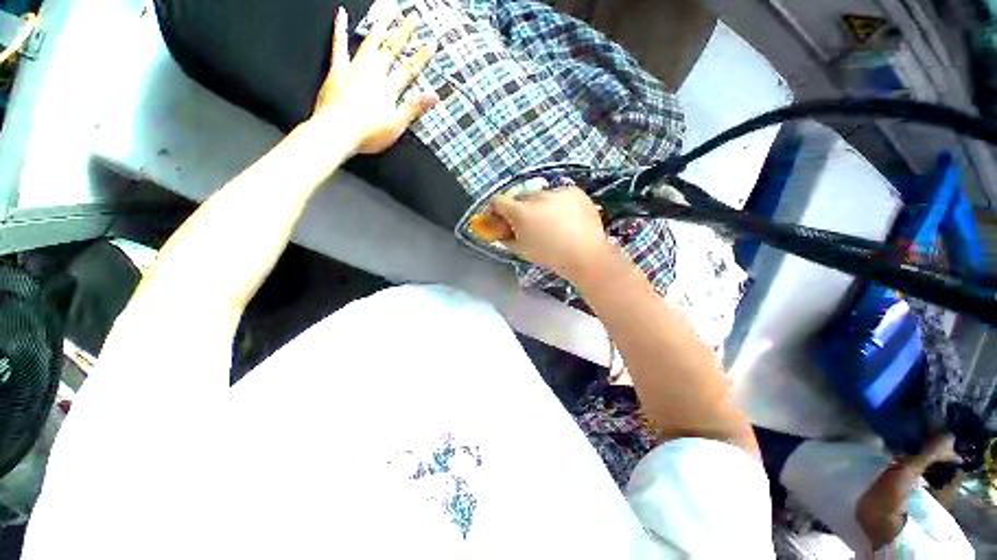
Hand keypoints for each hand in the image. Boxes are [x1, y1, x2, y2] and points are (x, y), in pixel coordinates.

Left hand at [311, 7, 437, 154]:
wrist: (337, 132)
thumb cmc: (368, 134)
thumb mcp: (397, 125)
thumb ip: (414, 108)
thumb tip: (436, 97)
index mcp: (389, 89)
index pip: (409, 70)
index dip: (421, 57)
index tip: (432, 43)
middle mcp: (374, 74)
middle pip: (391, 50)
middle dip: (404, 33)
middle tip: (413, 15)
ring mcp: (355, 70)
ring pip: (370, 43)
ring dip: (380, 26)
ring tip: (388, 9)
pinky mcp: (337, 70)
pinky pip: (339, 46)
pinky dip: (340, 29)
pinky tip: (341, 14)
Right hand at [491, 187, 616, 282]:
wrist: (586, 254)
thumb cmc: (550, 256)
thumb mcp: (522, 251)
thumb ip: (506, 239)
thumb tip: (500, 232)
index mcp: (520, 212)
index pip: (497, 200)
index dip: (495, 209)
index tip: (500, 219)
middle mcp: (536, 196)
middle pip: (519, 197)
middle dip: (518, 208)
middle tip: (527, 223)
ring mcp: (556, 191)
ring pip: (540, 195)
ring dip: (539, 206)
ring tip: (551, 222)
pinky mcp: (573, 191)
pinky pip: (558, 194)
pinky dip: (558, 204)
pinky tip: (566, 218)